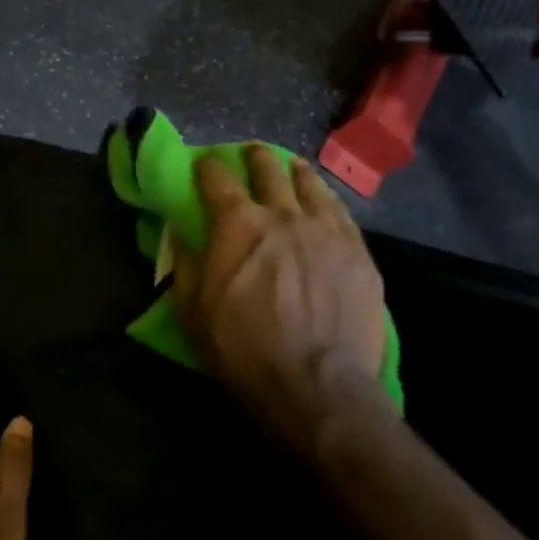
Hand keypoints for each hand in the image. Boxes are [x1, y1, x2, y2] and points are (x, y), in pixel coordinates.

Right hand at [173, 146, 390, 441]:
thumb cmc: (242, 347)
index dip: (207, 167)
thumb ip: (184, 264)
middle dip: (255, 158)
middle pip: (268, 170)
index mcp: (237, 223)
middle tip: (251, 155)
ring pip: (310, 185)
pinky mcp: (358, 253)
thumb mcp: (192, 310)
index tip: (203, 164)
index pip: (217, 178)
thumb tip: (180, 234)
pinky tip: (326, 203)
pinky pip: (342, 213)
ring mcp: (326, 231)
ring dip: (295, 173)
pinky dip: (327, 201)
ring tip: (292, 169)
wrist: (316, 384)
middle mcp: (283, 214)